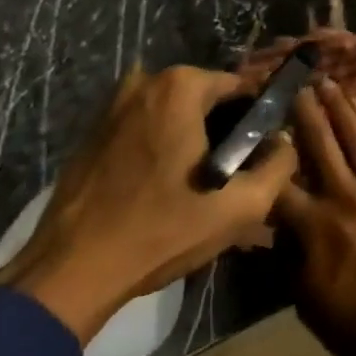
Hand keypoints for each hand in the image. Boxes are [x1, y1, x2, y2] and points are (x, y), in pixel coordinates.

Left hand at [0, 64, 297, 343]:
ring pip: (174, 115)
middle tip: (232, 177)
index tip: (261, 154)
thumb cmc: (160, 232)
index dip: (257, 120)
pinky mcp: (92, 133)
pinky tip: (162, 190)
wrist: (69, 274)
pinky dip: (160, 148)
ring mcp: (113, 106)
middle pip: (206, 99)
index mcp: (181, 86)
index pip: (241, 87)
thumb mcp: (239, 207)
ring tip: (198, 187)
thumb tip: (287, 143)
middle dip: (224, 131)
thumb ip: (279, 166)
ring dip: (191, 140)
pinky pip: (144, 129)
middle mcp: (146, 82)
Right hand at [274, 81, 355, 355]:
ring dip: (341, 108)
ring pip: (355, 138)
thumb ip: (288, 257)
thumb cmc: (355, 322)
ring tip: (328, 82)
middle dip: (304, 114)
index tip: (256, 132)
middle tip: (295, 85)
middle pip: (318, 146)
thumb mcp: (305, 299)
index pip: (279, 185)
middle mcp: (342, 196)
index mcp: (313, 225)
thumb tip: (273, 228)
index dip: (265, 158)